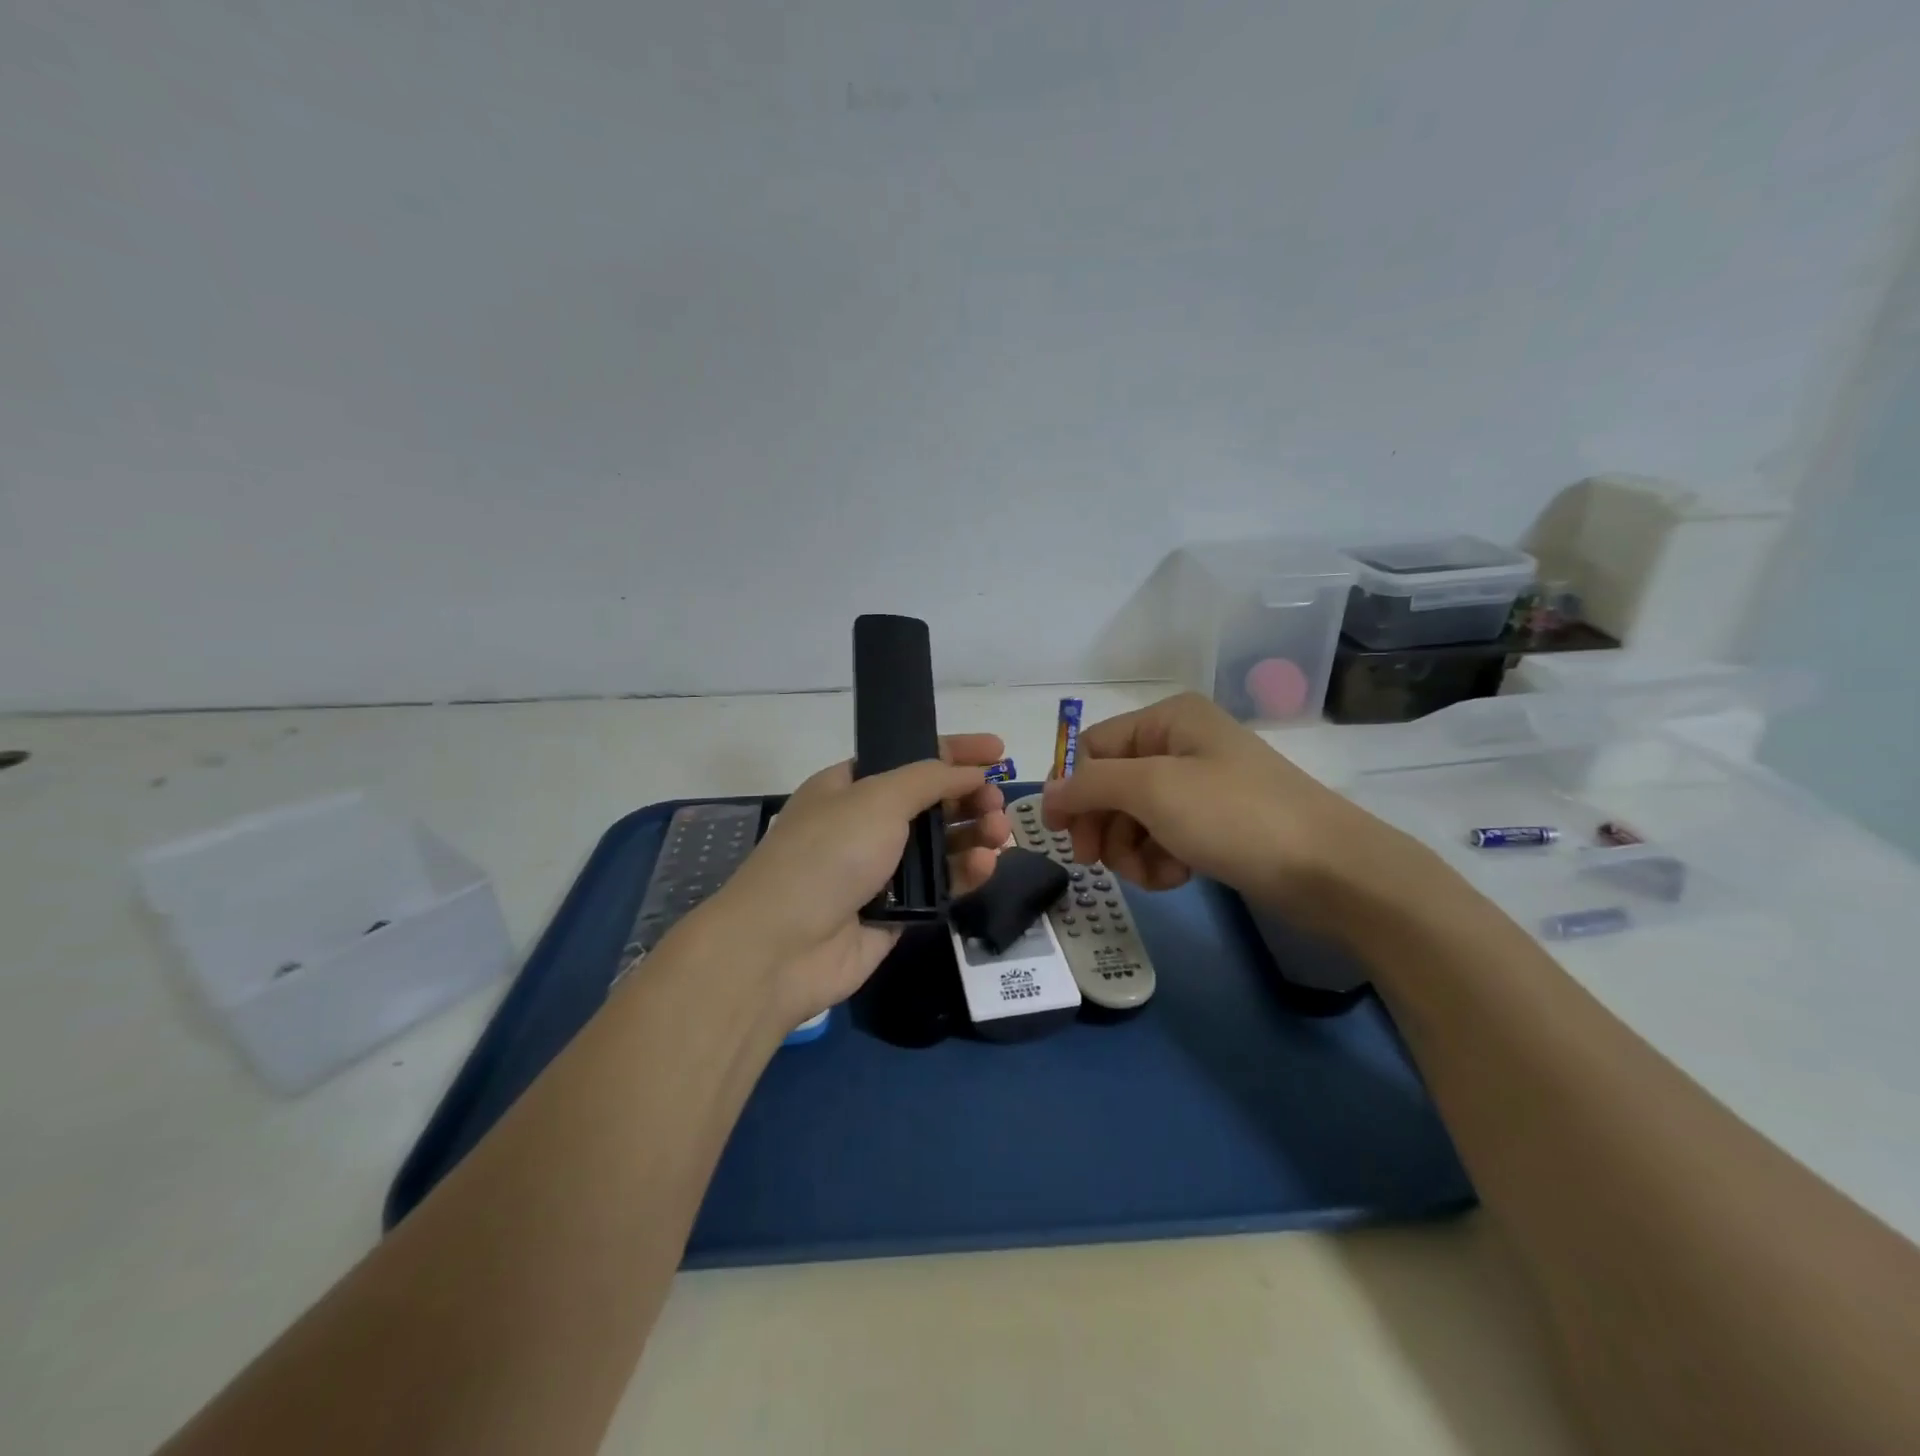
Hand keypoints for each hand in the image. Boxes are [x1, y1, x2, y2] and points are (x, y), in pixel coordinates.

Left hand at [696, 734, 1010, 1027]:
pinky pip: (941, 886)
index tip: (998, 750)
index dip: (955, 751)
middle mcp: (866, 824)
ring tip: (999, 833)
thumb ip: (931, 779)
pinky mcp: (898, 912)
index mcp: (850, 786)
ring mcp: (881, 870)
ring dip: (974, 833)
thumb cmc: (827, 854)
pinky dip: (966, 872)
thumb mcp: (877, 798)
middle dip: (970, 797)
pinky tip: (986, 865)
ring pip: (941, 845)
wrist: (783, 946)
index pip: (910, 757)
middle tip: (998, 801)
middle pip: (932, 802)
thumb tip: (972, 772)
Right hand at [1039, 693, 1423, 933]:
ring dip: (1132, 850)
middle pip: (1111, 784)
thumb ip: (1090, 785)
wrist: (1329, 870)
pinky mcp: (1215, 823)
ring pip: (1134, 817)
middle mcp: (1180, 744)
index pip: (1093, 748)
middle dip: (1104, 825)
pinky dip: (1160, 859)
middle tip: (1097, 862)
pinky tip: (1177, 876)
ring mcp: (1200, 785)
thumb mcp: (1153, 789)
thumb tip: (1048, 793)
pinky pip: (1163, 837)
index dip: (1072, 789)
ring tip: (1155, 873)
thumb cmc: (1235, 816)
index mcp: (1167, 720)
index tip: (1062, 834)